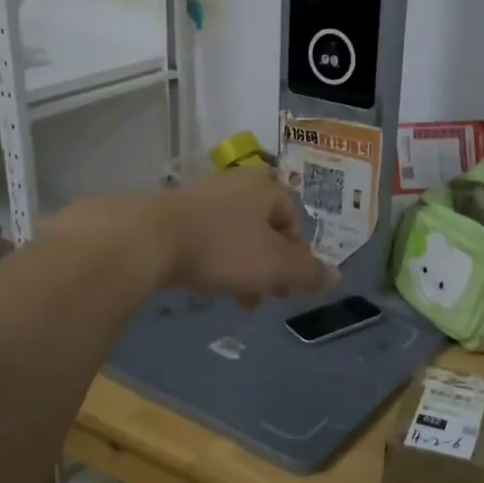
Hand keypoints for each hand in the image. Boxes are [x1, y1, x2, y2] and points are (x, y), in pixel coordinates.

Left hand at [116, 169, 335, 301]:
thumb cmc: (223, 247)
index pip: (293, 219)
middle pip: (263, 228)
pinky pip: (205, 238)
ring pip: (234, 235)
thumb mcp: (275, 265)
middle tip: (265, 297)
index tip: (289, 287)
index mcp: (265, 187)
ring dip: (242, 267)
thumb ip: (307, 272)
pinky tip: (205, 282)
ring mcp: (200, 196)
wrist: (148, 238)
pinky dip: (212, 260)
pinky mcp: (171, 213)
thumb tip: (335, 276)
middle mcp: (235, 184)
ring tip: (236, 298)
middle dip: (268, 266)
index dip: (297, 255)